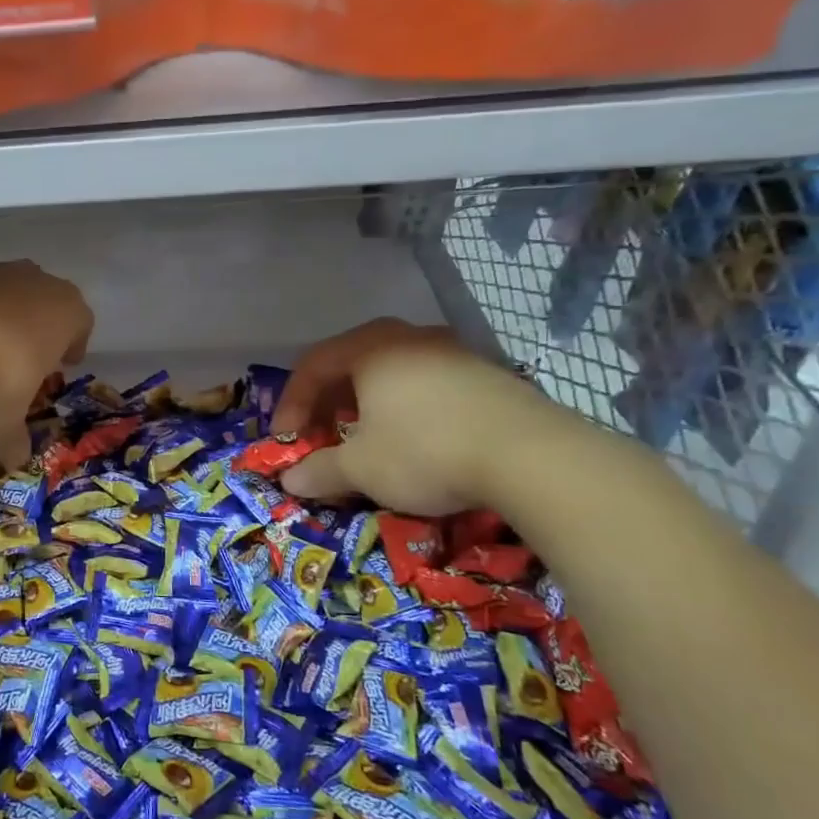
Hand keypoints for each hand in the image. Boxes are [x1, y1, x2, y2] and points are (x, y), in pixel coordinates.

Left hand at [0, 262, 91, 467]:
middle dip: (38, 333)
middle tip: (25, 362)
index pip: (82, 325)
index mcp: (68, 311)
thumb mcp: (5, 417)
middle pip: (47, 307)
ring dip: (2, 321)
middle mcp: (39, 281)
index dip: (73, 347)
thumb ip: (14, 440)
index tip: (60, 366)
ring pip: (10, 296)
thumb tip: (16, 464)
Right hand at [272, 319, 547, 515]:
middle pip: (351, 364)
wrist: (533, 457)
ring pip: (392, 373)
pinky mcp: (487, 374)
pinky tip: (415, 441)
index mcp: (370, 347)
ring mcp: (453, 351)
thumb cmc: (425, 451)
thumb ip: (319, 471)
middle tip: (322, 437)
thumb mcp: (361, 468)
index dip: (290, 405)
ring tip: (366, 440)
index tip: (285, 441)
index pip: (312, 366)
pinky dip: (405, 409)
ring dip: (367, 406)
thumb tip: (290, 481)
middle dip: (329, 404)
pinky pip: (427, 385)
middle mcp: (409, 337)